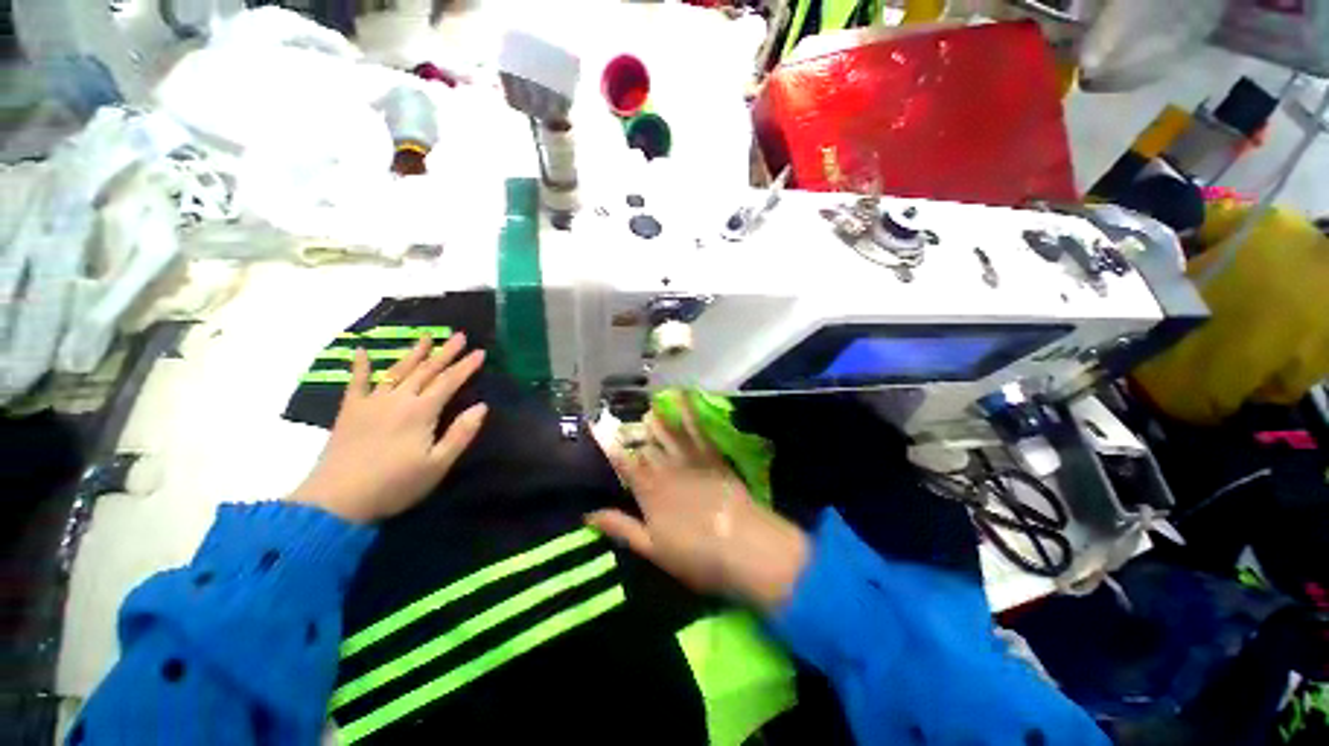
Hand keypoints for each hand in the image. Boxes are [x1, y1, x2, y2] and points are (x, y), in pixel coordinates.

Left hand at [290, 333, 486, 522]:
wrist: (336, 500)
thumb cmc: (394, 484)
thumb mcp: (438, 464)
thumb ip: (461, 434)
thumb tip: (482, 407)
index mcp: (421, 411)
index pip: (449, 382)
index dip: (466, 366)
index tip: (481, 352)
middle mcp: (398, 399)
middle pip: (426, 370)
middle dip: (445, 352)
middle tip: (460, 335)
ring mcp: (371, 402)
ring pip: (397, 370)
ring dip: (414, 352)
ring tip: (427, 336)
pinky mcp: (350, 410)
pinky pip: (356, 382)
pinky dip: (360, 366)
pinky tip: (362, 351)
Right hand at [588, 397, 808, 610]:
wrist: (744, 545)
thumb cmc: (696, 555)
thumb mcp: (652, 549)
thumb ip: (621, 527)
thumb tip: (588, 514)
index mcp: (649, 492)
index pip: (624, 463)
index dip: (609, 445)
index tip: (596, 426)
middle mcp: (666, 470)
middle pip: (646, 446)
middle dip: (633, 432)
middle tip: (623, 418)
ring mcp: (691, 460)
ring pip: (668, 434)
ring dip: (658, 420)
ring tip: (648, 406)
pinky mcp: (712, 456)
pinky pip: (697, 430)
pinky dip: (690, 412)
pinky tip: (685, 397)